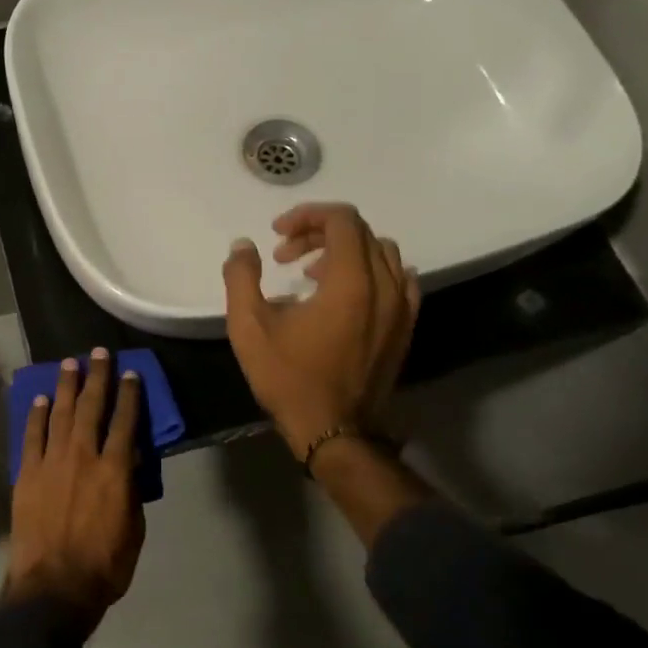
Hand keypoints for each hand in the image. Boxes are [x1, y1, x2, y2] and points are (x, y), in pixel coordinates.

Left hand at [5, 350, 144, 628]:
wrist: (53, 588)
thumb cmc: (103, 566)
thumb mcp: (134, 529)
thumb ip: (131, 491)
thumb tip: (129, 464)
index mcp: (115, 470)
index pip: (126, 421)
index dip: (129, 395)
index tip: (130, 373)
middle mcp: (84, 456)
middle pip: (92, 407)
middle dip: (97, 376)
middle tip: (98, 353)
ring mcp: (52, 462)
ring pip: (61, 414)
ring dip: (66, 386)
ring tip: (69, 364)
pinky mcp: (27, 473)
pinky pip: (32, 436)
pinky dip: (37, 415)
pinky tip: (41, 399)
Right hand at [221, 203, 420, 460]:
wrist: (334, 431)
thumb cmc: (289, 378)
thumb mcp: (249, 327)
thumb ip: (241, 278)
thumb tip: (243, 246)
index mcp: (350, 282)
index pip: (342, 220)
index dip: (307, 216)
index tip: (277, 234)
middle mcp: (385, 286)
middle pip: (360, 232)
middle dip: (319, 232)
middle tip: (285, 255)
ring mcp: (402, 307)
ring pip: (382, 253)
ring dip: (346, 250)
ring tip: (312, 273)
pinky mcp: (406, 327)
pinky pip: (399, 280)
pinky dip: (373, 271)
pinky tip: (349, 290)